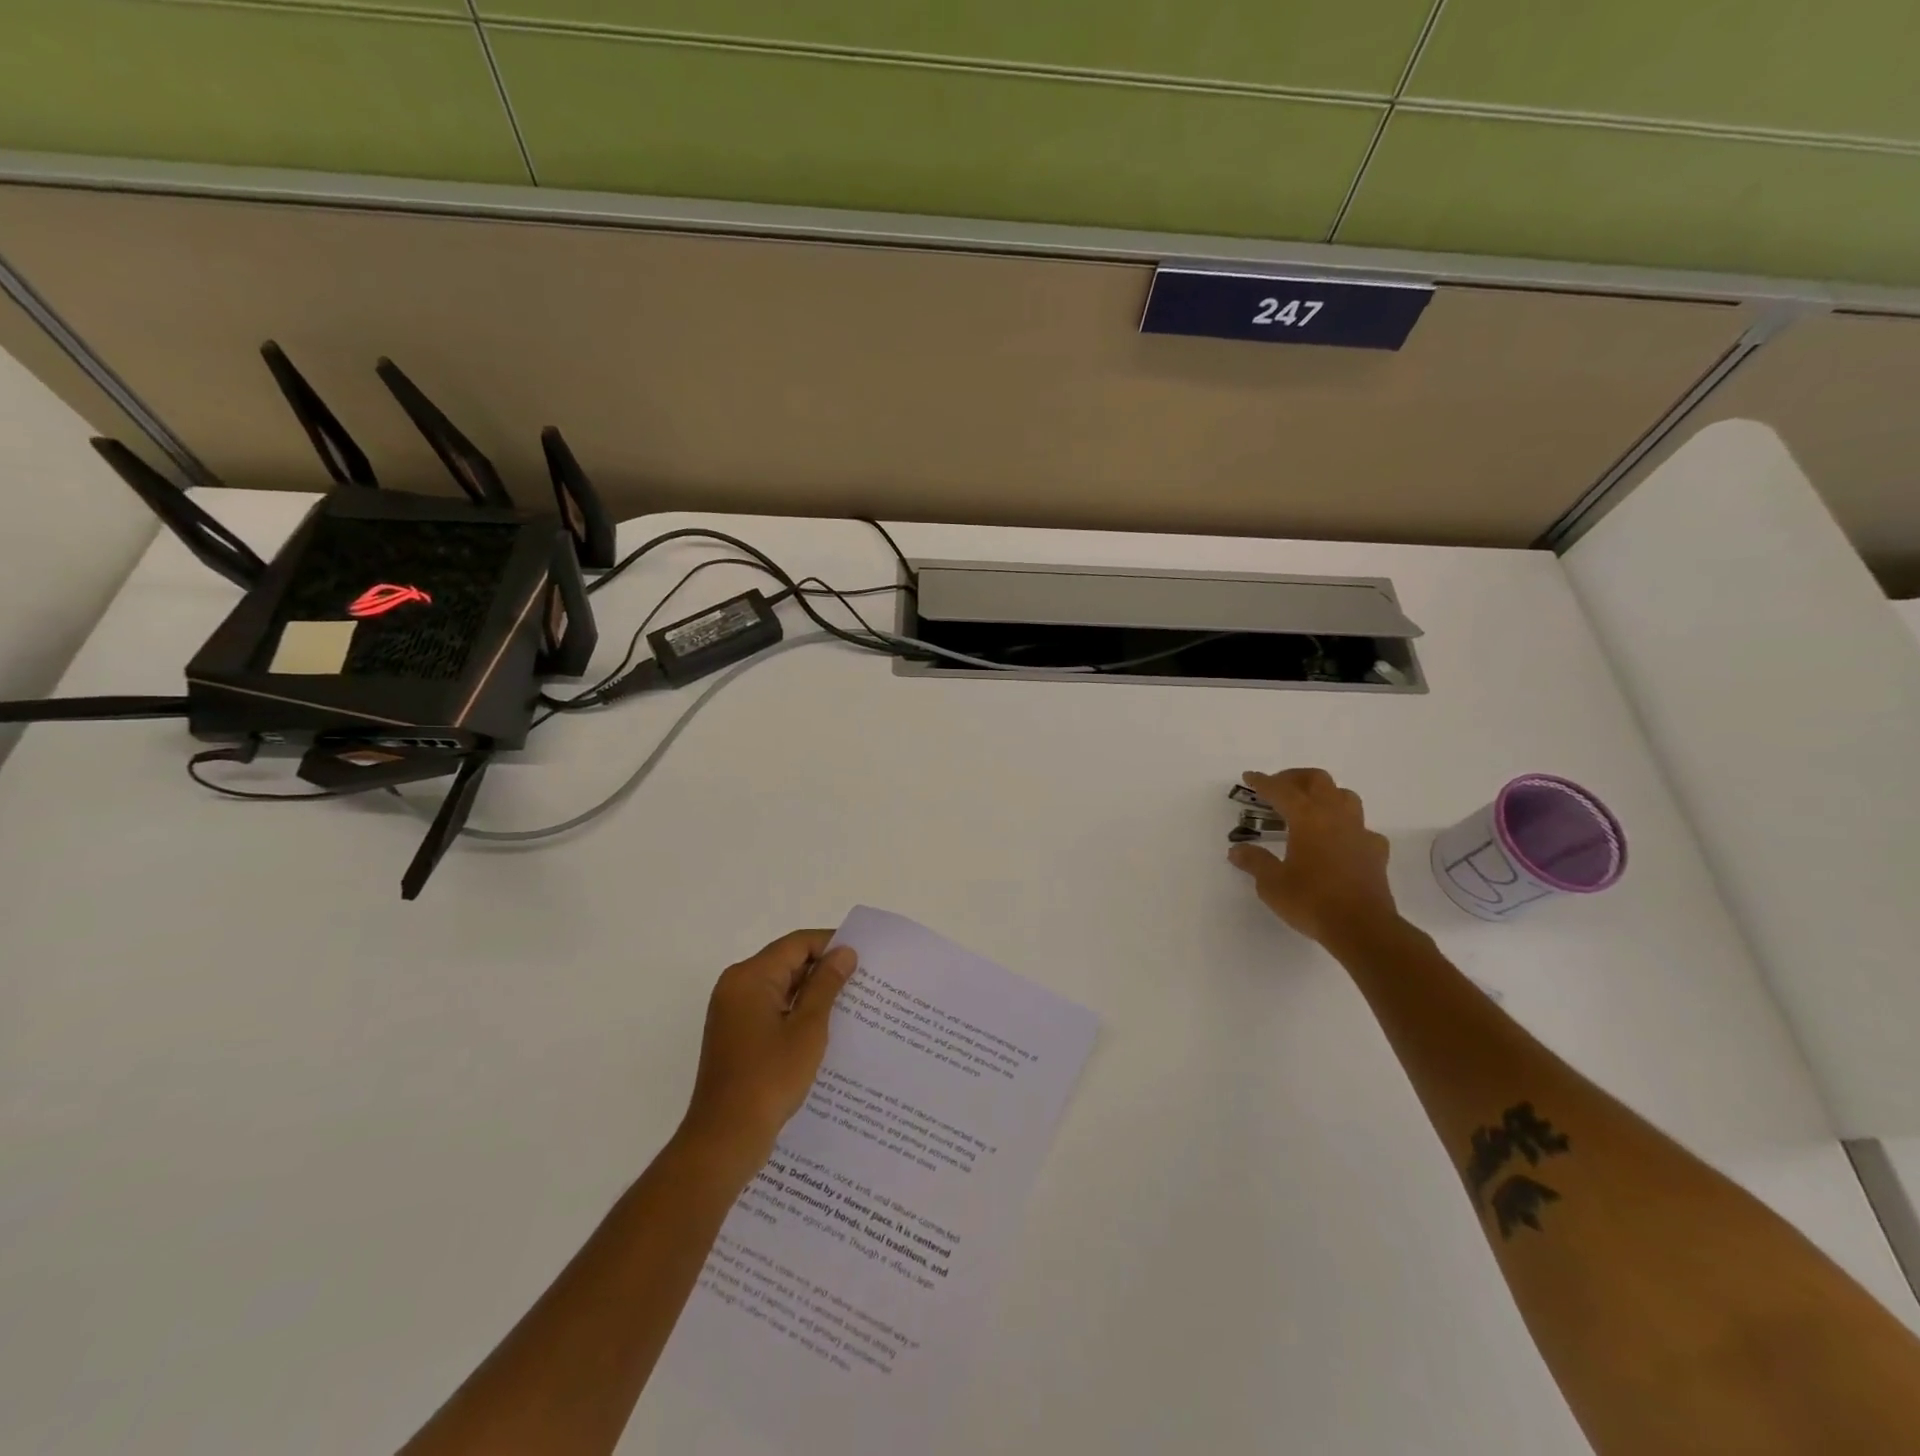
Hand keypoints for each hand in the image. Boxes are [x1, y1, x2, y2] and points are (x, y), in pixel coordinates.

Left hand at [678, 929, 857, 1180]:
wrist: (724, 1139)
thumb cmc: (769, 1079)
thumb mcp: (807, 1028)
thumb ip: (826, 985)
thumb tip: (844, 952)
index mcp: (749, 977)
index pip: (797, 944)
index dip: (831, 945)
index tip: (864, 958)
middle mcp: (736, 986)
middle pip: (787, 962)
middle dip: (824, 970)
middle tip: (863, 983)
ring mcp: (733, 1012)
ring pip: (781, 987)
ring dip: (812, 994)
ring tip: (851, 1005)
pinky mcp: (736, 1035)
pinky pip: (772, 1009)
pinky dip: (796, 1013)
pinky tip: (825, 1029)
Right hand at [1229, 768, 1399, 948]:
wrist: (1362, 928)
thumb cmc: (1311, 901)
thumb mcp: (1272, 883)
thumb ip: (1255, 862)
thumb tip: (1237, 851)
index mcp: (1307, 818)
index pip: (1281, 790)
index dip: (1263, 782)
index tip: (1249, 777)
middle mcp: (1335, 816)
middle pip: (1318, 780)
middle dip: (1295, 778)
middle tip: (1278, 788)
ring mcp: (1360, 832)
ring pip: (1345, 796)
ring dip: (1325, 795)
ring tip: (1309, 808)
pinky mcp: (1376, 852)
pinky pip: (1362, 828)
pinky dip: (1347, 827)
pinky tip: (1339, 841)